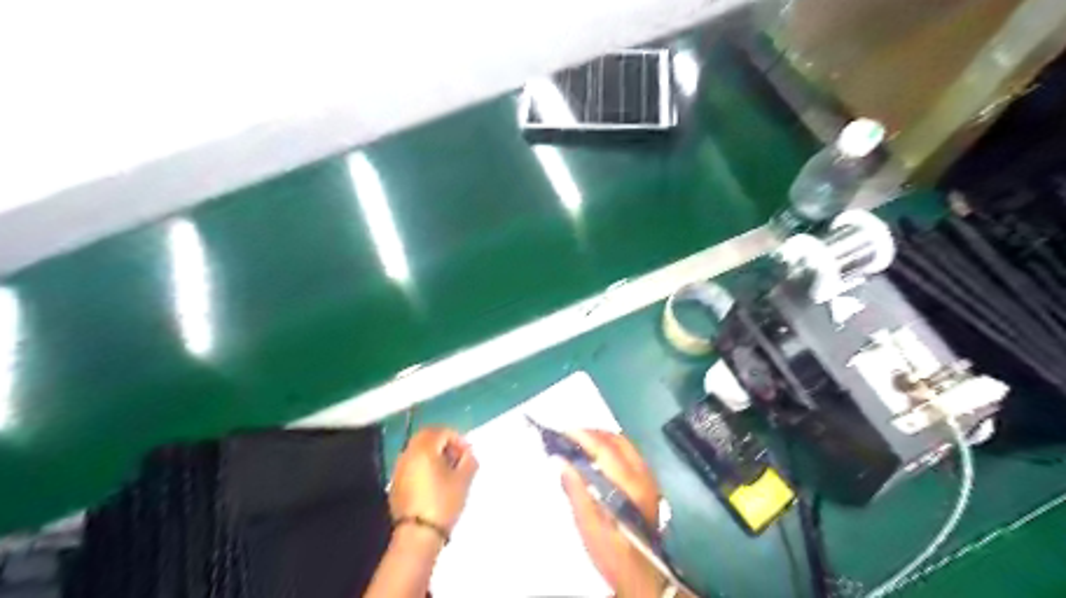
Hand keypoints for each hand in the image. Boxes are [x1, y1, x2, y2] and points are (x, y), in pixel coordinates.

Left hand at [389, 431, 476, 532]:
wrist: (418, 535)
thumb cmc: (443, 502)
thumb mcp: (463, 480)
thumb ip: (469, 460)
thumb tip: (468, 454)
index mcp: (424, 449)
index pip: (442, 431)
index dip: (458, 439)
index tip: (468, 454)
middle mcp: (408, 454)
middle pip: (427, 436)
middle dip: (444, 442)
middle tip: (458, 457)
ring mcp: (399, 469)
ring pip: (417, 450)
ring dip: (433, 453)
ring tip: (448, 470)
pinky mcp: (396, 483)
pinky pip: (412, 464)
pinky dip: (423, 464)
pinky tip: (434, 481)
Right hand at [559, 430, 662, 597]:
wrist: (643, 577)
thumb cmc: (613, 554)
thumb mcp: (589, 527)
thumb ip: (577, 491)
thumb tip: (562, 461)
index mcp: (629, 486)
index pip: (604, 449)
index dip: (583, 437)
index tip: (562, 433)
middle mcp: (642, 476)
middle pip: (617, 440)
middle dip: (592, 433)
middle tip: (569, 437)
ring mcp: (649, 479)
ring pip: (625, 445)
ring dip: (602, 439)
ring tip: (580, 444)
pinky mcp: (649, 484)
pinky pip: (629, 454)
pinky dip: (611, 448)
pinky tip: (597, 458)